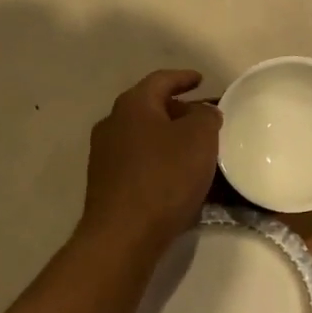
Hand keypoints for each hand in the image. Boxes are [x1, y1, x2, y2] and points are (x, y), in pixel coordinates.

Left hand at [78, 70, 220, 254]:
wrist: (124, 234)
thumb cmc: (164, 178)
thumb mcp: (200, 139)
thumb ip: (206, 117)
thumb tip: (202, 113)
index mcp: (133, 105)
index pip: (161, 80)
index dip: (184, 78)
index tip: (201, 80)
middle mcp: (112, 124)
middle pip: (150, 108)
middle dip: (179, 110)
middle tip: (205, 118)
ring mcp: (105, 155)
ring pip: (145, 136)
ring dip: (169, 138)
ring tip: (196, 148)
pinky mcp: (107, 184)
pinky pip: (140, 162)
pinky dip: (160, 161)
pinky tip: (178, 176)